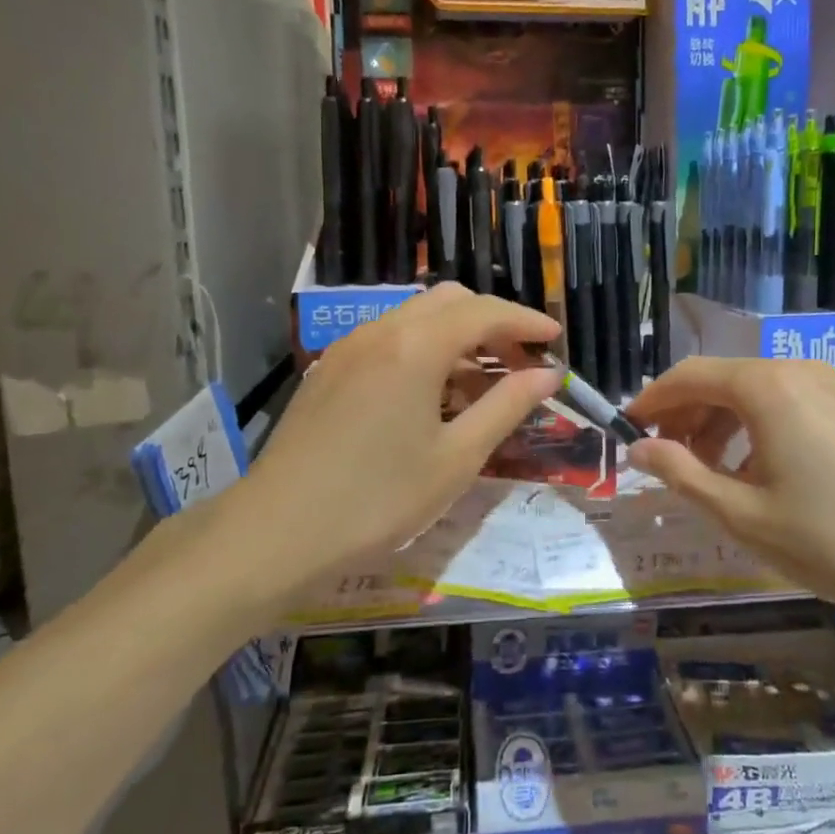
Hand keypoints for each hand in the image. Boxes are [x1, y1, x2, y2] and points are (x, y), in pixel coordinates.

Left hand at [236, 284, 560, 585]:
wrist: (277, 531)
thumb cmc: (378, 499)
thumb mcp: (456, 458)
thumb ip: (506, 407)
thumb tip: (548, 374)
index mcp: (415, 346)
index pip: (484, 312)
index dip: (526, 321)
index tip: (556, 340)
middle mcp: (381, 331)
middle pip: (449, 301)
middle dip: (492, 322)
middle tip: (521, 361)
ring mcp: (349, 347)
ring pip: (416, 317)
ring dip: (457, 335)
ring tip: (482, 381)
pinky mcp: (330, 369)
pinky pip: (389, 338)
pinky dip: (423, 348)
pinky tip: (433, 392)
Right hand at [625, 357, 834, 625]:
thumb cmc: (833, 537)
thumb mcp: (743, 515)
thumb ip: (682, 475)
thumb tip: (640, 450)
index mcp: (766, 386)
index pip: (689, 376)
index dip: (652, 402)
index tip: (627, 430)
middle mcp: (798, 370)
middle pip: (722, 379)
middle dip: (686, 415)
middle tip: (667, 461)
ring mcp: (833, 385)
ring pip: (756, 391)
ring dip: (721, 423)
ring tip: (711, 473)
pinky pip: (789, 402)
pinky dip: (758, 427)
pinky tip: (760, 471)